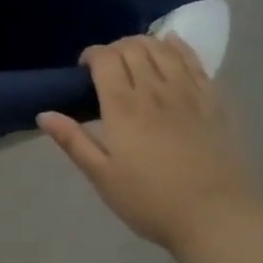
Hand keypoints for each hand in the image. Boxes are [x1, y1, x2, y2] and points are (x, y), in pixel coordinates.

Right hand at [37, 35, 262, 251]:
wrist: (218, 218)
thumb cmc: (152, 201)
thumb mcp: (103, 177)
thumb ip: (73, 141)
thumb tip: (44, 114)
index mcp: (123, 107)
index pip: (105, 58)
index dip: (91, 54)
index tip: (84, 69)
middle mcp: (154, 90)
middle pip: (132, 47)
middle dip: (115, 48)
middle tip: (108, 67)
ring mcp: (188, 92)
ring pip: (162, 48)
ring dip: (143, 44)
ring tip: (135, 57)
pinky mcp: (214, 101)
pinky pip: (194, 60)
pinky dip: (178, 46)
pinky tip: (171, 44)